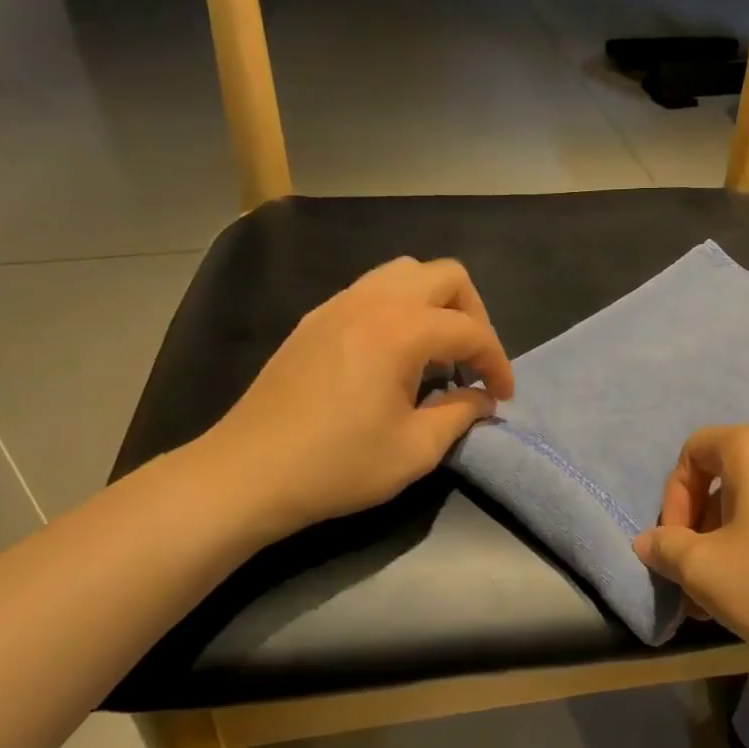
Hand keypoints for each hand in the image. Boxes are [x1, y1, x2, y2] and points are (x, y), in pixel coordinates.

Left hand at [195, 257, 515, 540]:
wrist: (246, 473)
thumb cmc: (337, 465)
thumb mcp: (415, 450)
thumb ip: (460, 414)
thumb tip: (482, 400)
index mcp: (400, 330)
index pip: (471, 330)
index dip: (497, 362)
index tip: (502, 397)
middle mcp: (372, 302)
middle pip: (445, 276)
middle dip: (473, 315)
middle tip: (472, 361)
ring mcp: (337, 305)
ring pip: (405, 274)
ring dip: (435, 305)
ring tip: (436, 354)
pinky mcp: (315, 320)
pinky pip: (372, 291)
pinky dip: (400, 309)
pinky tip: (394, 356)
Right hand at [633, 422, 748, 664]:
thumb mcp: (705, 571)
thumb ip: (667, 549)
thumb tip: (648, 541)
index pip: (695, 452)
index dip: (673, 498)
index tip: (675, 545)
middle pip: (730, 477)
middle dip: (704, 527)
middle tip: (699, 577)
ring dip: (737, 538)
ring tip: (733, 591)